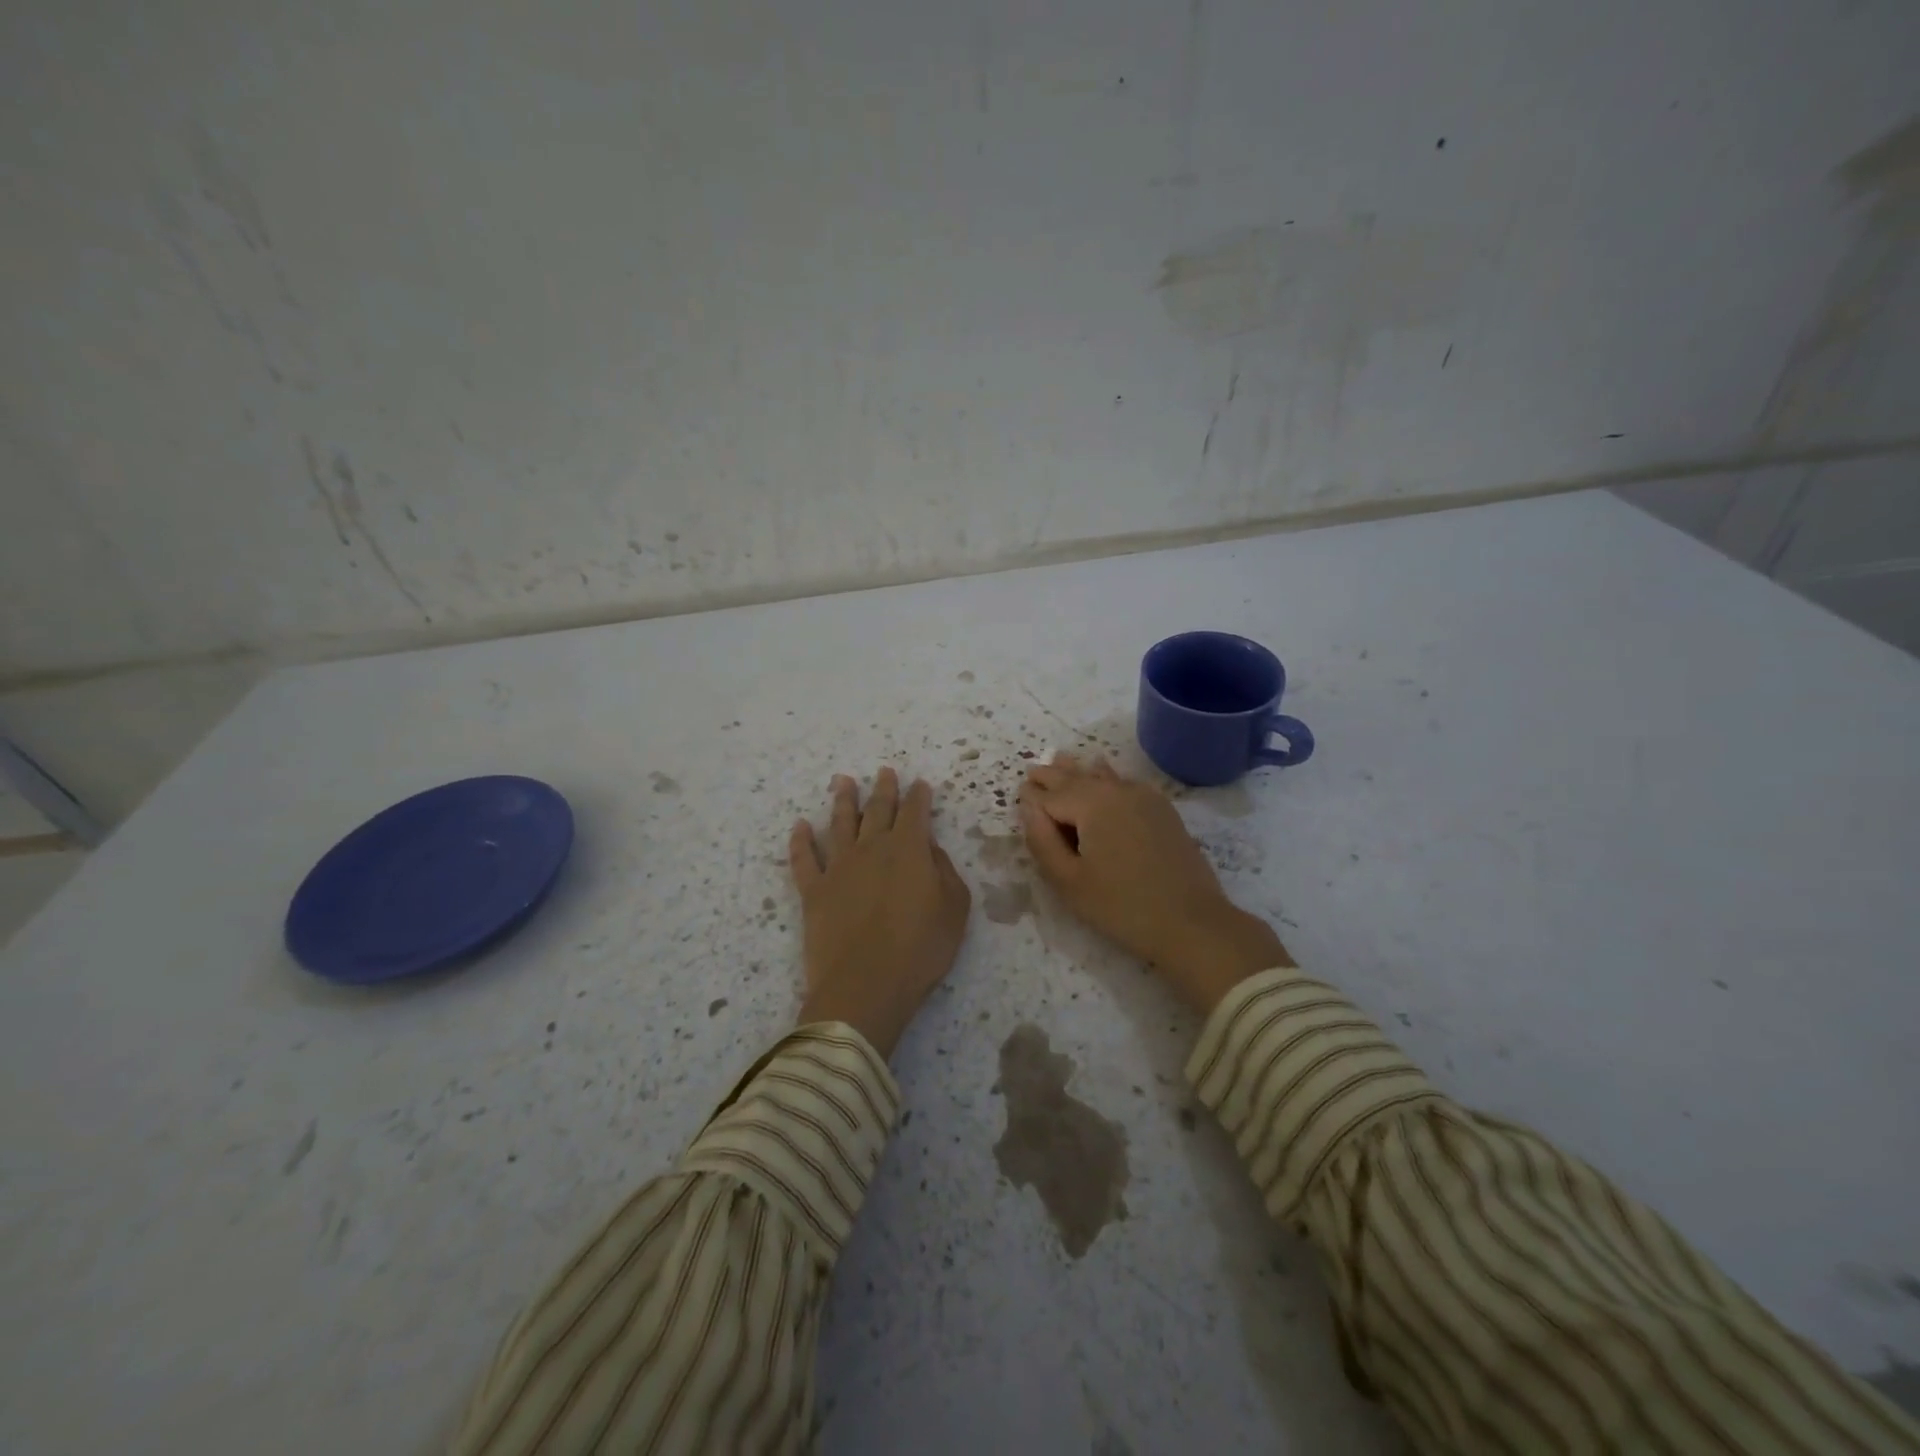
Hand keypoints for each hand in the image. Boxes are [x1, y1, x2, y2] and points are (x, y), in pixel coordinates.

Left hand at [789, 768, 971, 1056]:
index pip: (915, 812)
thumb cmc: (920, 949)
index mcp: (908, 849)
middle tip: (884, 771)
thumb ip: (945, 872)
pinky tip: (800, 825)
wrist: (865, 986)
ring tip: (843, 781)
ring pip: (840, 823)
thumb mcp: (954, 909)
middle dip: (884, 789)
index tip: (920, 784)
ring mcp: (838, 867)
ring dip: (843, 800)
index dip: (919, 796)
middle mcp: (871, 848)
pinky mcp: (813, 891)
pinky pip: (803, 858)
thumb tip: (930, 849)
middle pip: (877, 810)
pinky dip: (800, 840)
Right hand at [1019, 754, 1292, 1014]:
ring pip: (1102, 775)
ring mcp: (1144, 796)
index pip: (1049, 795)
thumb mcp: (1069, 880)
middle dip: (1052, 776)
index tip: (1017, 796)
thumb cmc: (1121, 906)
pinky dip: (1107, 778)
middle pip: (1076, 777)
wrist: (1192, 923)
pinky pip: (1125, 783)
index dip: (1031, 798)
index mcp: (1091, 803)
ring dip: (1078, 771)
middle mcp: (1117, 789)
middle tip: (1031, 771)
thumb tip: (1027, 805)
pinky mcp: (1162, 810)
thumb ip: (1042, 839)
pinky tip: (1103, 775)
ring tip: (1061, 760)